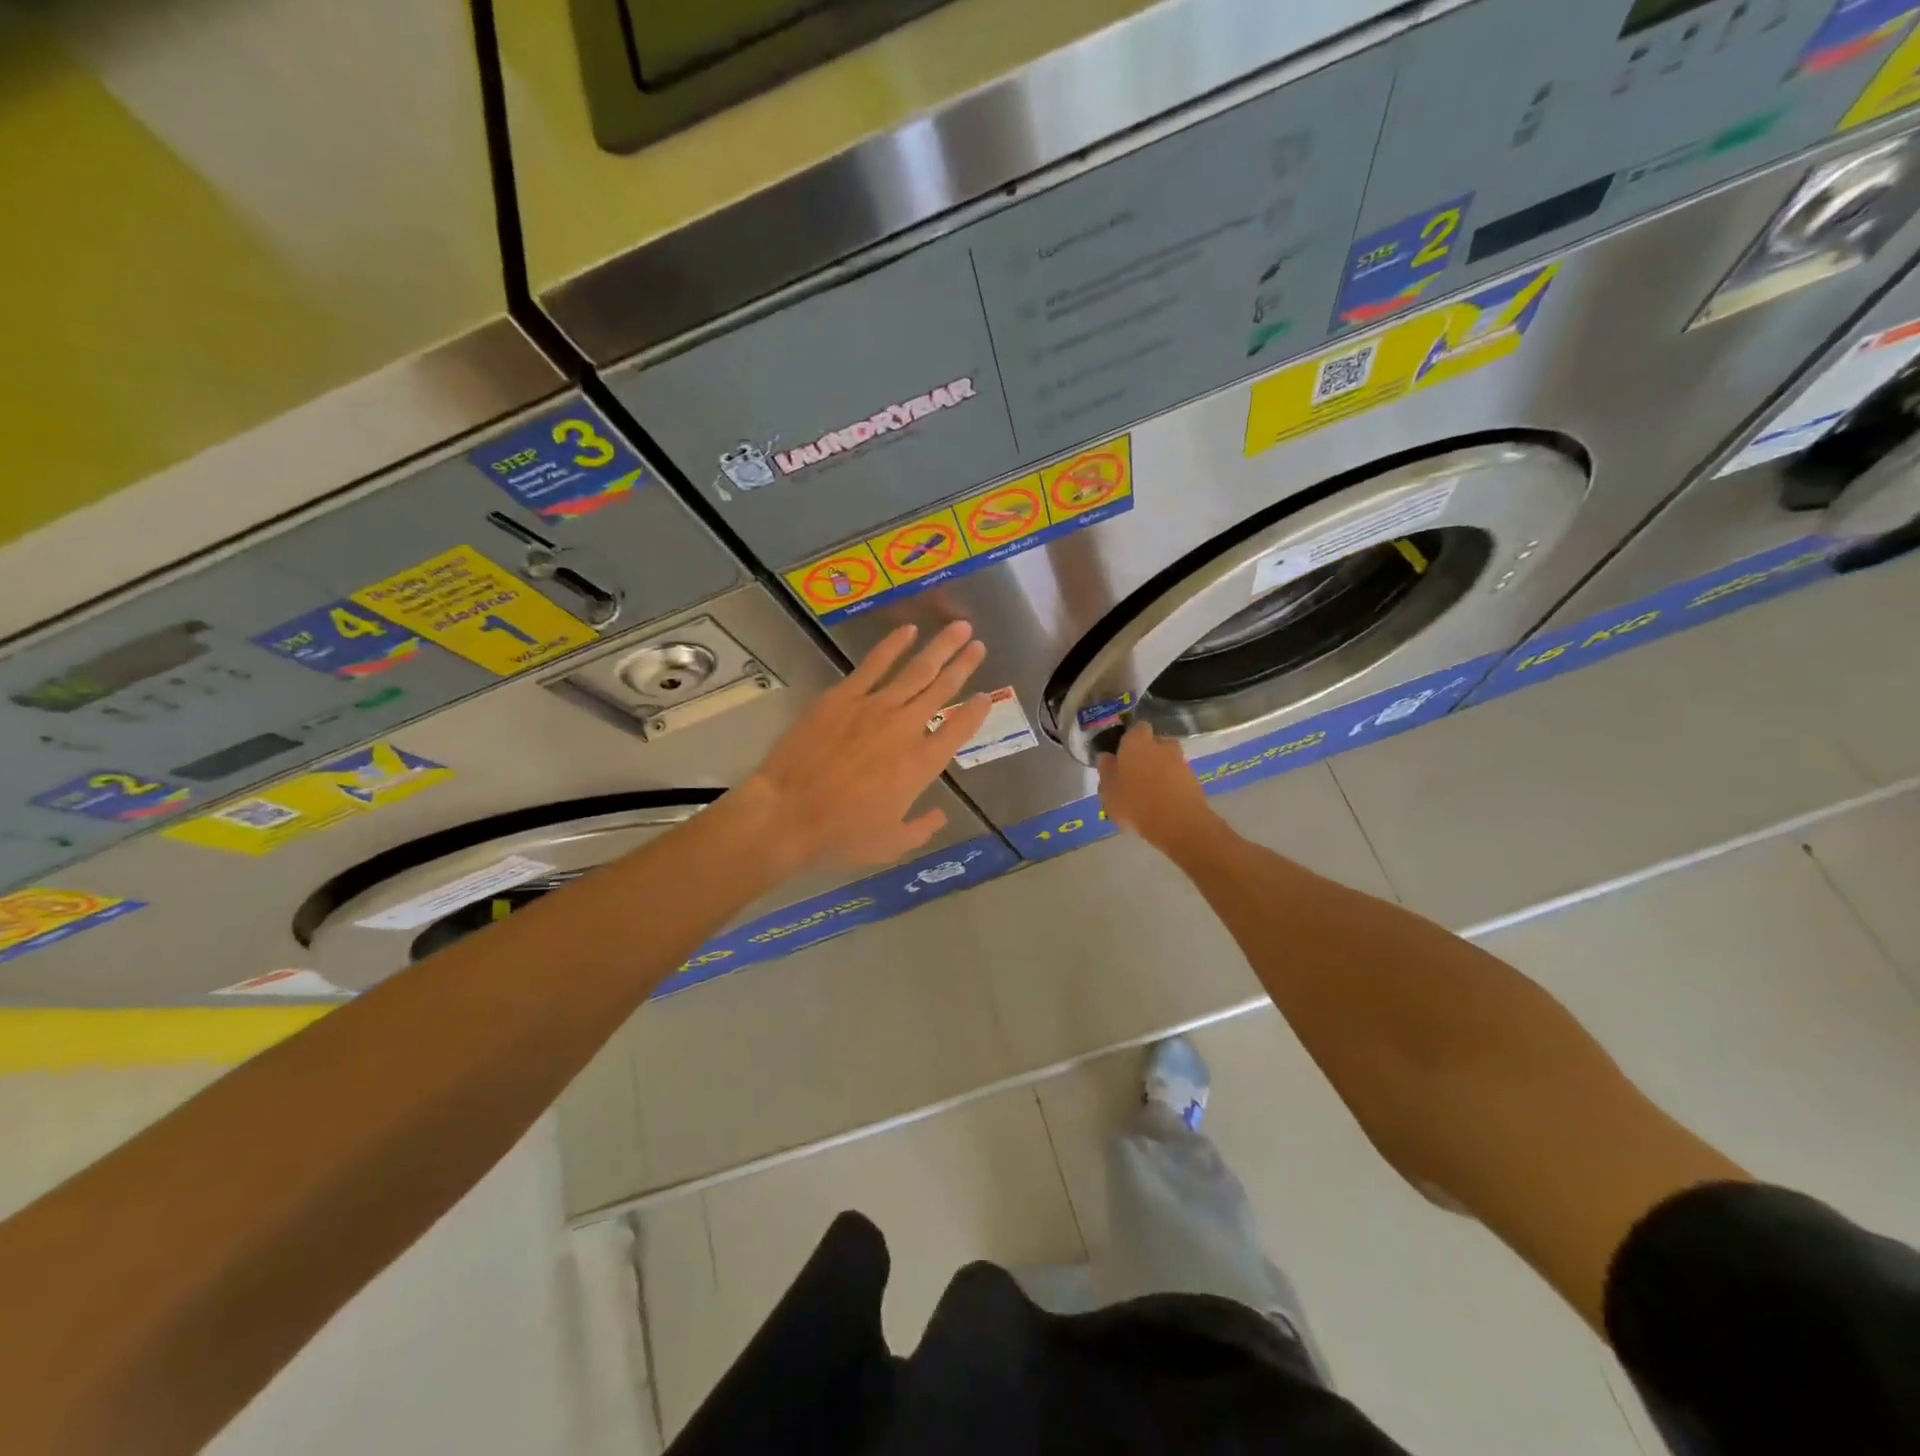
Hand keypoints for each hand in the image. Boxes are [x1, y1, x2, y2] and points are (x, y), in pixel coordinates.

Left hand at [733, 622, 991, 872]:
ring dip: (940, 648)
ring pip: (916, 671)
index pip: (959, 730)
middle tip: (979, 644)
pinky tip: (909, 630)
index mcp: (922, 765)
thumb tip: (940, 815)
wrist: (787, 814)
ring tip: (959, 627)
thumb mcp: (891, 844)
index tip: (987, 696)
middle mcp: (906, 729)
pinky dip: (893, 645)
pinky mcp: (843, 697)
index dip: (977, 711)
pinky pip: (874, 664)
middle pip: (943, 690)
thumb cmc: (841, 834)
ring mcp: (874, 707)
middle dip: (964, 665)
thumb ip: (922, 829)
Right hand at [1096, 722, 1219, 853]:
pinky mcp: (1194, 779)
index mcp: (1137, 741)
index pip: (1135, 729)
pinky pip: (1177, 777)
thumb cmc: (1134, 802)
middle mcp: (1161, 744)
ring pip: (1166, 761)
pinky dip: (1171, 785)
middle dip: (1146, 755)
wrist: (1178, 823)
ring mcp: (1180, 761)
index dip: (1129, 740)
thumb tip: (1106, 757)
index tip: (1121, 756)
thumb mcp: (1108, 790)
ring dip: (1159, 771)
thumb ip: (1106, 771)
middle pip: (1153, 744)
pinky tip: (1162, 803)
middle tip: (1134, 775)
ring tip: (1148, 794)